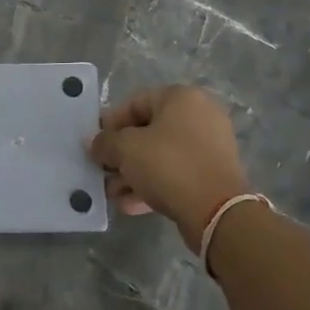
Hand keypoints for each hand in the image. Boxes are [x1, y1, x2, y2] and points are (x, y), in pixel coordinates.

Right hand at [88, 85, 250, 250]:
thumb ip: (105, 143)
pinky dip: (153, 185)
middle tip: (102, 171)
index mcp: (181, 98)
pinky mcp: (212, 174)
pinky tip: (130, 204)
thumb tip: (93, 143)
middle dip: (121, 154)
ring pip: (160, 156)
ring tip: (113, 193)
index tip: (94, 145)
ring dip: (133, 173)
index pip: (134, 103)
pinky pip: (175, 173)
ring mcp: (209, 146)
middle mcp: (199, 116)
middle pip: (147, 131)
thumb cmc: (168, 165)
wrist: (216, 211)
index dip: (109, 124)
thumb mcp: (126, 150)